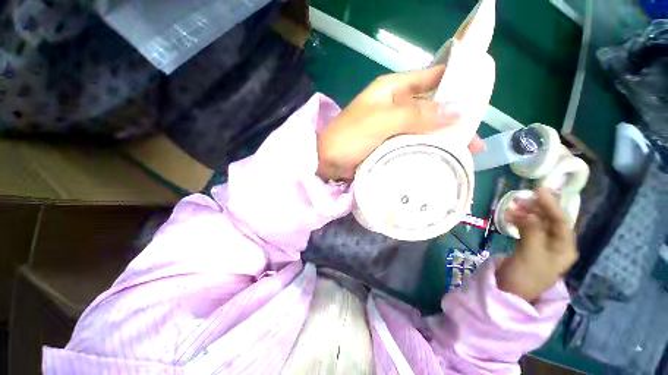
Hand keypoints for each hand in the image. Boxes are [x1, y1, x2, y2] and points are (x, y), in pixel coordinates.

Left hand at [316, 66, 485, 180]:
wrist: (327, 162)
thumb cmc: (349, 137)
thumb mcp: (381, 121)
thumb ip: (417, 115)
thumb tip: (460, 110)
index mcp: (392, 90)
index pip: (430, 78)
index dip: (455, 82)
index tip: (480, 96)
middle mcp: (396, 106)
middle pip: (431, 108)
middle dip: (453, 121)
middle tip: (474, 140)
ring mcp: (393, 128)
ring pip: (424, 129)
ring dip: (442, 140)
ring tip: (465, 155)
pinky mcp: (390, 146)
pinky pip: (413, 145)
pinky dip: (426, 151)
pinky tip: (440, 160)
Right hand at [496, 188, 578, 302]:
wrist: (509, 291)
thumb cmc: (525, 276)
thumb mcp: (530, 254)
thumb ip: (532, 232)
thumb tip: (528, 213)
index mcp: (565, 248)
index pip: (561, 222)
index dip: (551, 205)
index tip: (538, 190)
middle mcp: (557, 245)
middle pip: (550, 220)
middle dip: (536, 208)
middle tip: (520, 198)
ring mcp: (542, 245)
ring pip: (537, 223)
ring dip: (525, 213)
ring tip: (511, 206)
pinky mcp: (529, 246)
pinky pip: (526, 228)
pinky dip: (518, 220)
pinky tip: (508, 216)